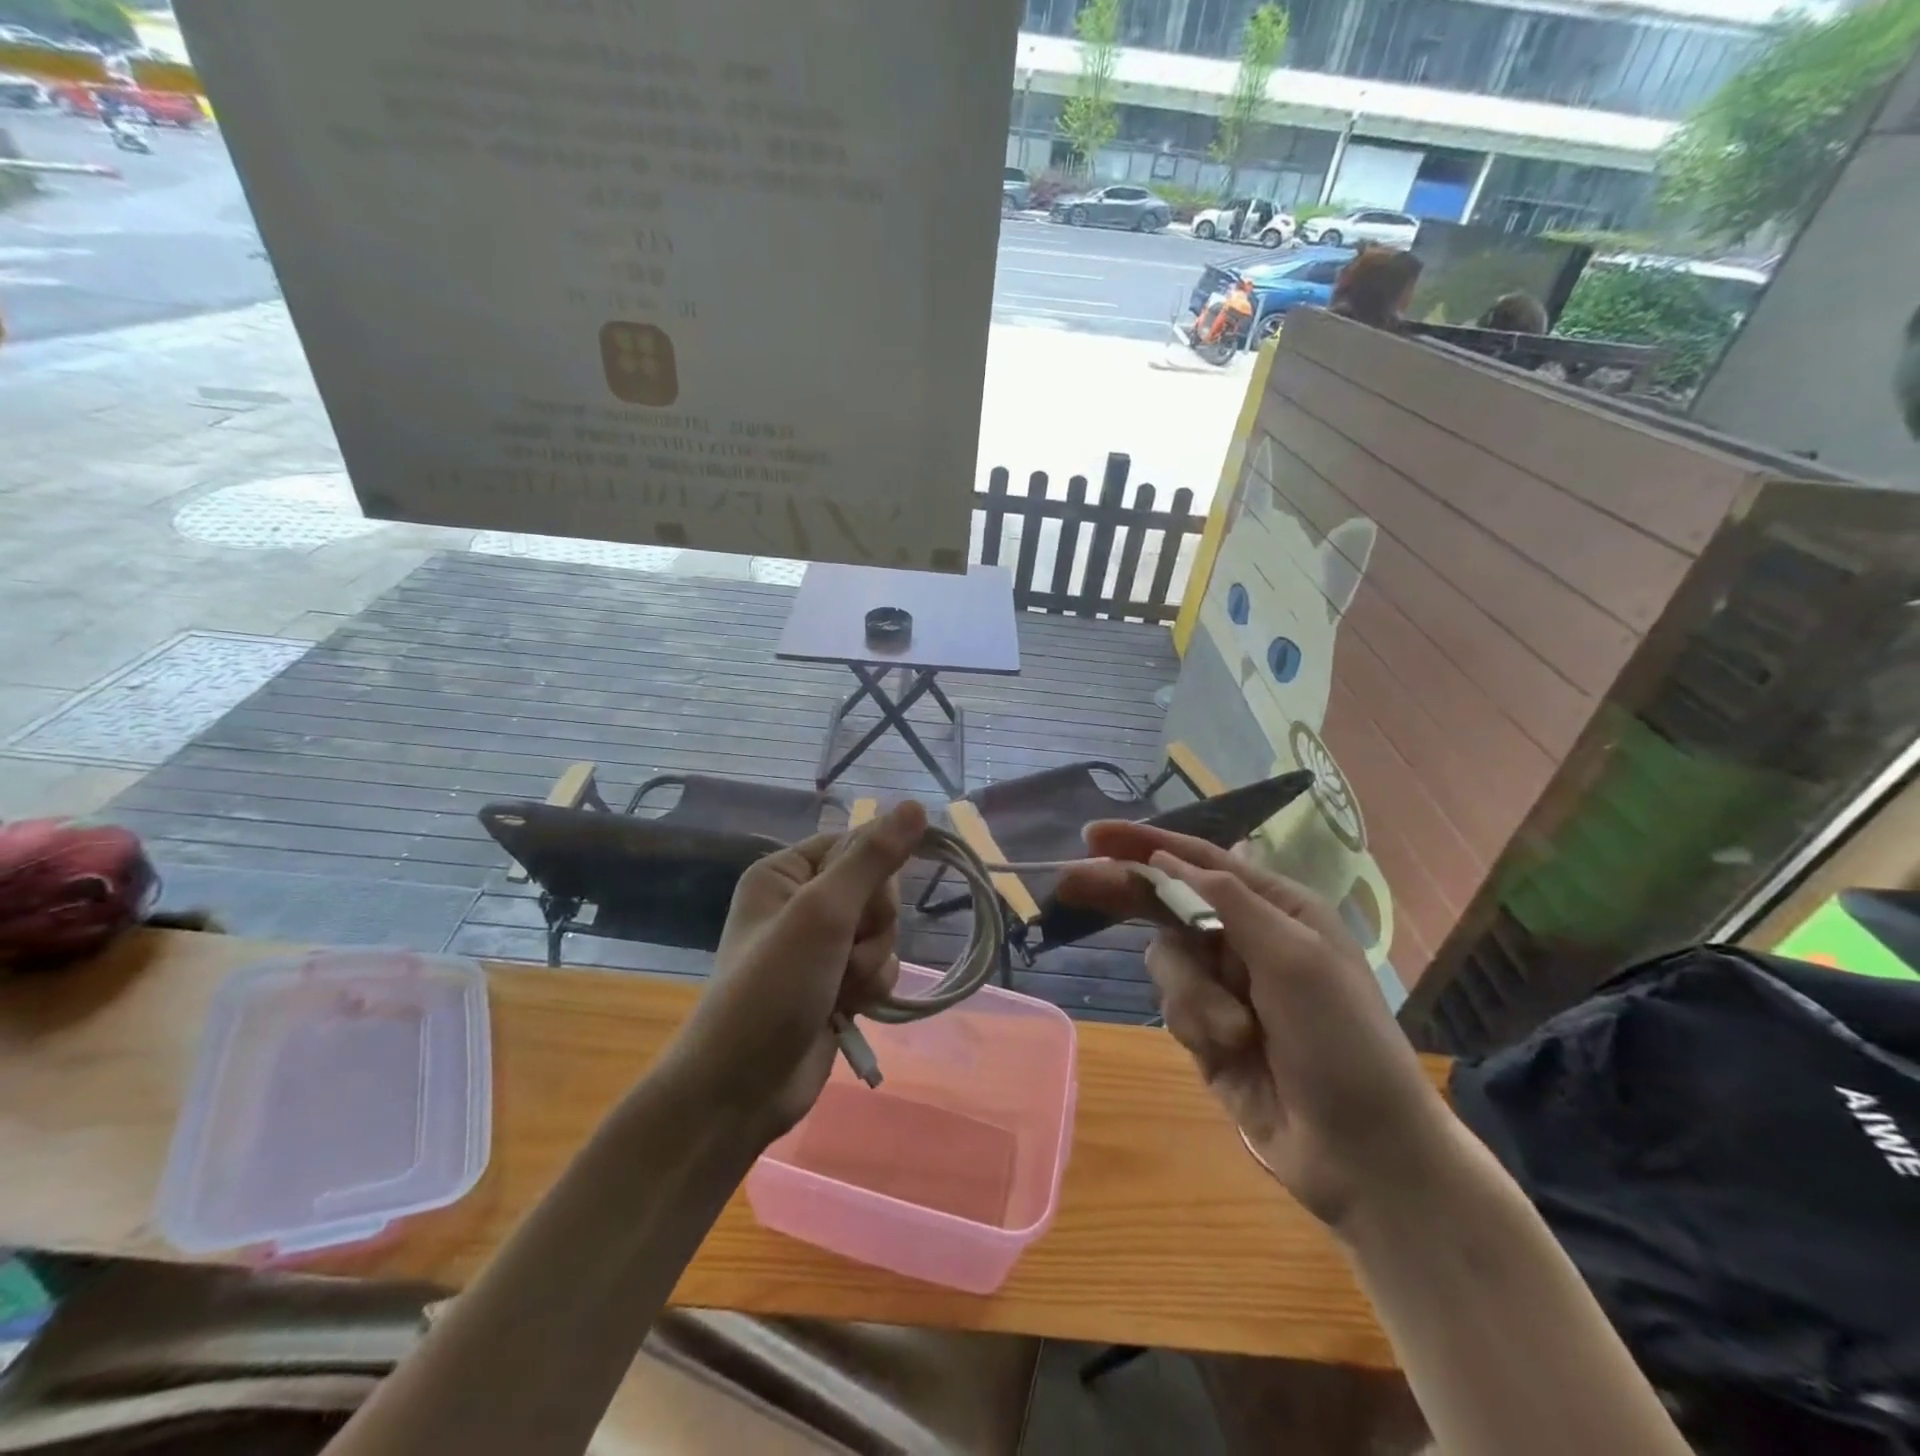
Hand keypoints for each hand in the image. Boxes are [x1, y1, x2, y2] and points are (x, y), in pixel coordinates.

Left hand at [677, 800, 925, 1138]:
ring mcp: (821, 946)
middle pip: (876, 890)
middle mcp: (802, 902)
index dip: (872, 873)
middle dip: (871, 926)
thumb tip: (915, 806)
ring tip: (840, 989)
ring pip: (884, 931)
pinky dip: (872, 986)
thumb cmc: (772, 988)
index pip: (856, 844)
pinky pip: (881, 965)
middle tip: (843, 952)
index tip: (864, 903)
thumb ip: (872, 858)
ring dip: (872, 962)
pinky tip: (849, 1008)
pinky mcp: (837, 983)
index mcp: (785, 872)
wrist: (742, 1089)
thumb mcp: (822, 913)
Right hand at [1056, 822, 1449, 1229]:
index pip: (1199, 861)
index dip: (1145, 844)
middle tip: (1069, 884)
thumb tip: (1166, 860)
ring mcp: (1224, 985)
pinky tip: (1229, 1051)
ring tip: (1234, 1033)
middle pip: (1166, 902)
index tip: (1094, 835)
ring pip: (1166, 959)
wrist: (1362, 1153)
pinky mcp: (1207, 1028)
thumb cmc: (1341, 1041)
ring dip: (1191, 994)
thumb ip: (1226, 900)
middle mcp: (1246, 937)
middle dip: (1124, 894)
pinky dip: (1194, 1024)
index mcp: (1276, 908)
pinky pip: (1172, 1005)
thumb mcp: (1294, 957)